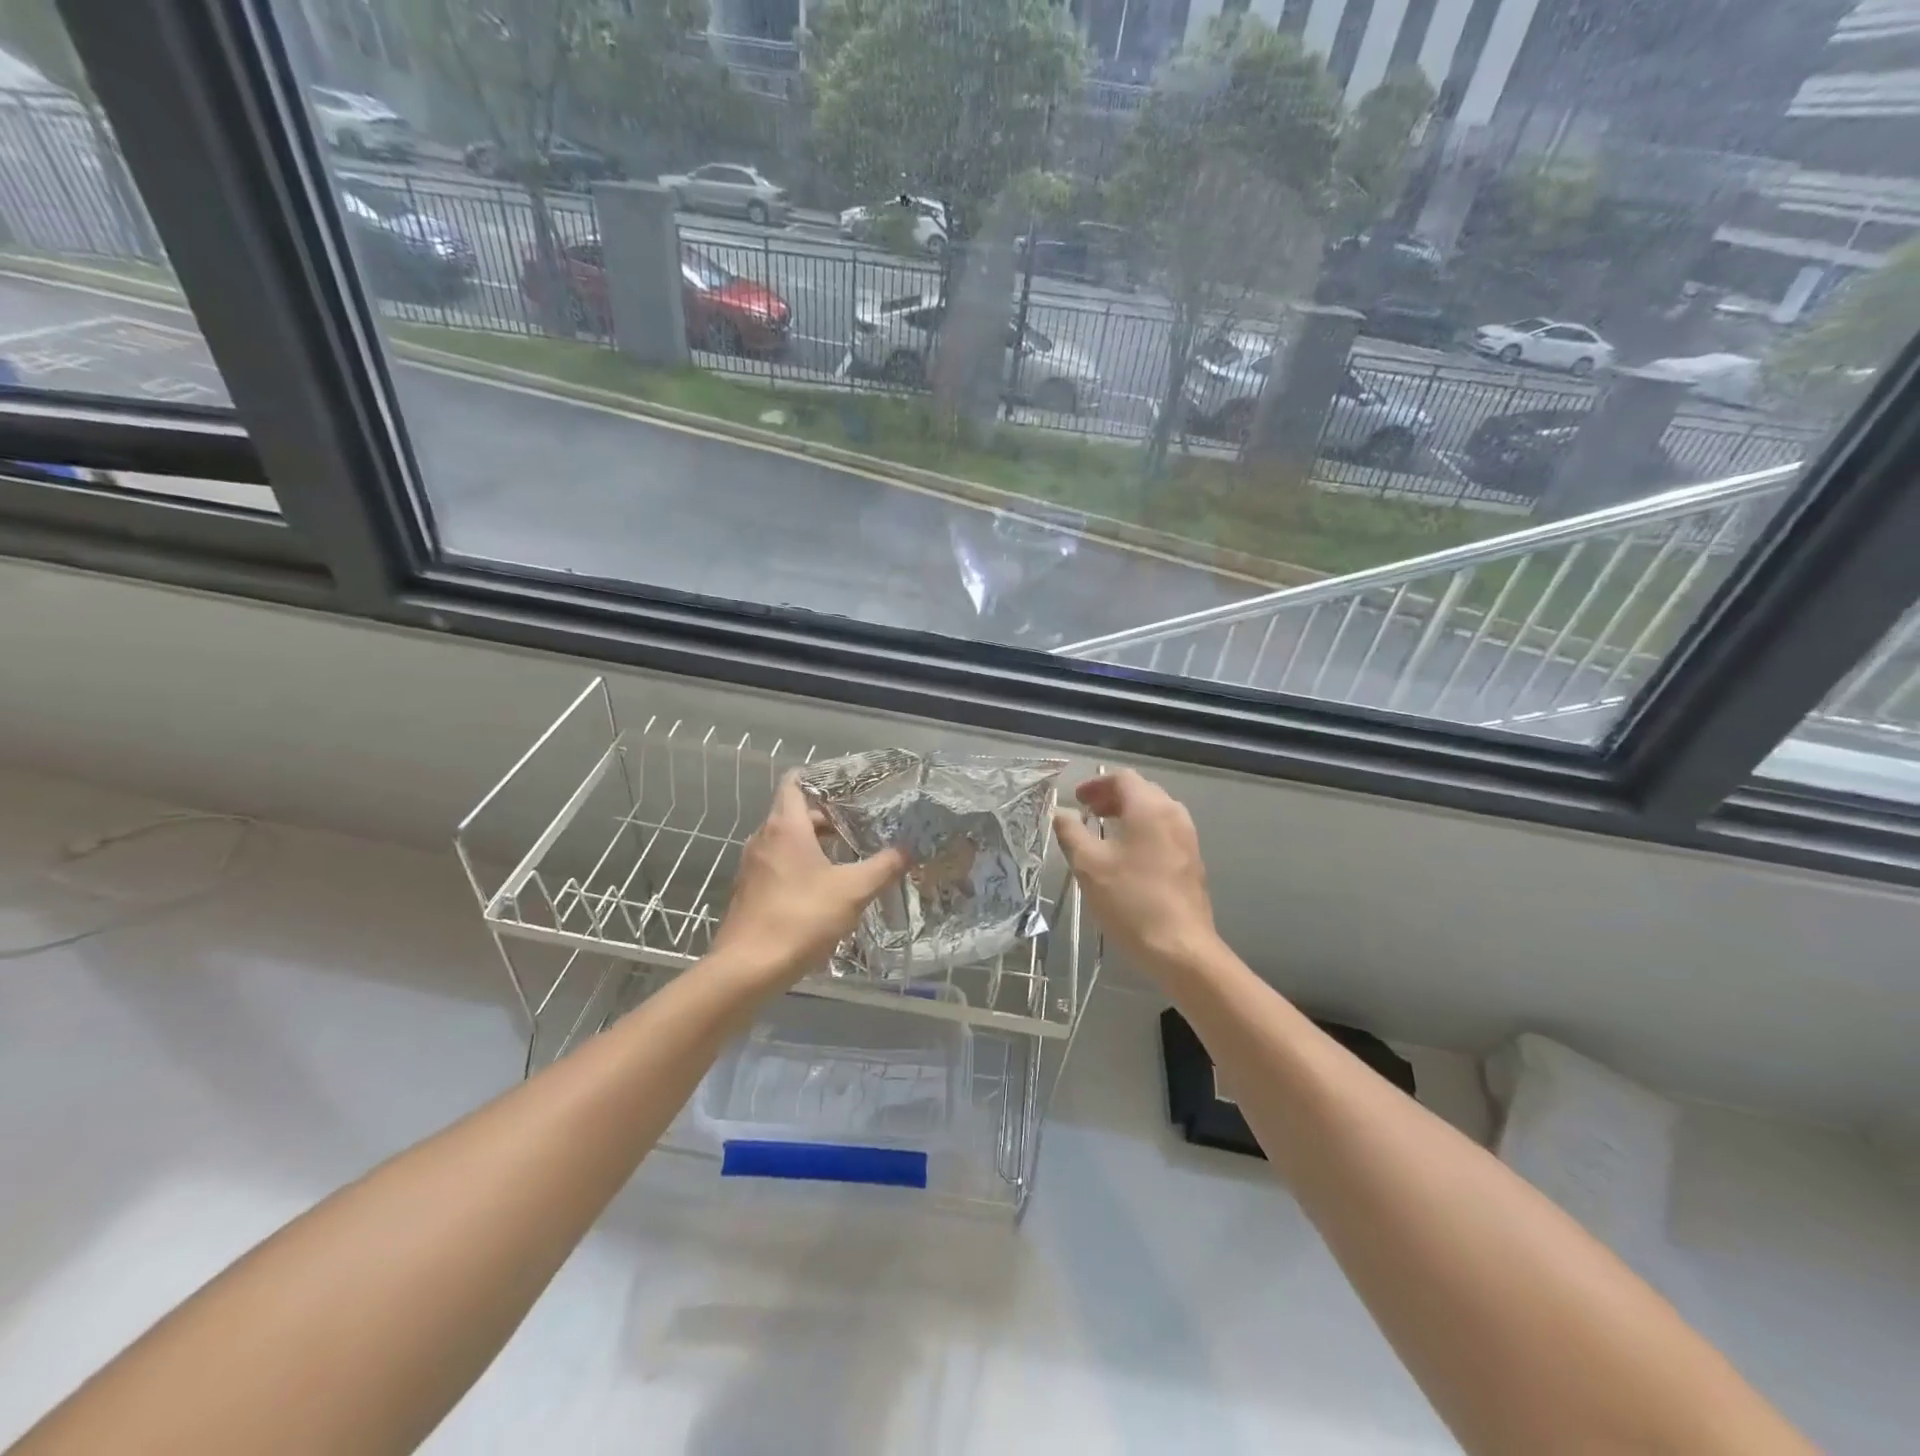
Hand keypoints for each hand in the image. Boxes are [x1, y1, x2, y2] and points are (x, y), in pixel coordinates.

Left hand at [708, 772, 908, 988]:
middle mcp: (763, 838)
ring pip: (786, 841)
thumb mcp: (852, 891)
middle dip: (827, 817)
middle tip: (860, 825)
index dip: (820, 778)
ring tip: (848, 856)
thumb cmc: (801, 918)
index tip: (848, 786)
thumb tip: (908, 849)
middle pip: (795, 813)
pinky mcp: (749, 891)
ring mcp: (752, 866)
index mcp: (785, 826)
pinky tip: (824, 888)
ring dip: (815, 844)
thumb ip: (883, 867)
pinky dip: (800, 866)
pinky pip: (778, 865)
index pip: (795, 782)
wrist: (748, 968)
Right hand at [1055, 769, 1218, 976]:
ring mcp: (1187, 838)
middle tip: (1086, 812)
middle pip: (1141, 791)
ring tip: (1102, 832)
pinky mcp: (1192, 861)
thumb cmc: (1131, 901)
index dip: (1096, 784)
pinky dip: (1141, 831)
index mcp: (1150, 808)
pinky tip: (1125, 856)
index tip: (1076, 799)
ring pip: (1154, 812)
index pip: (1122, 778)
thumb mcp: (1089, 865)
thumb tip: (1060, 813)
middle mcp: (1174, 815)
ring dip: (1127, 814)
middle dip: (1111, 797)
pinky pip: (1164, 832)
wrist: (1180, 948)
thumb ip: (1071, 833)